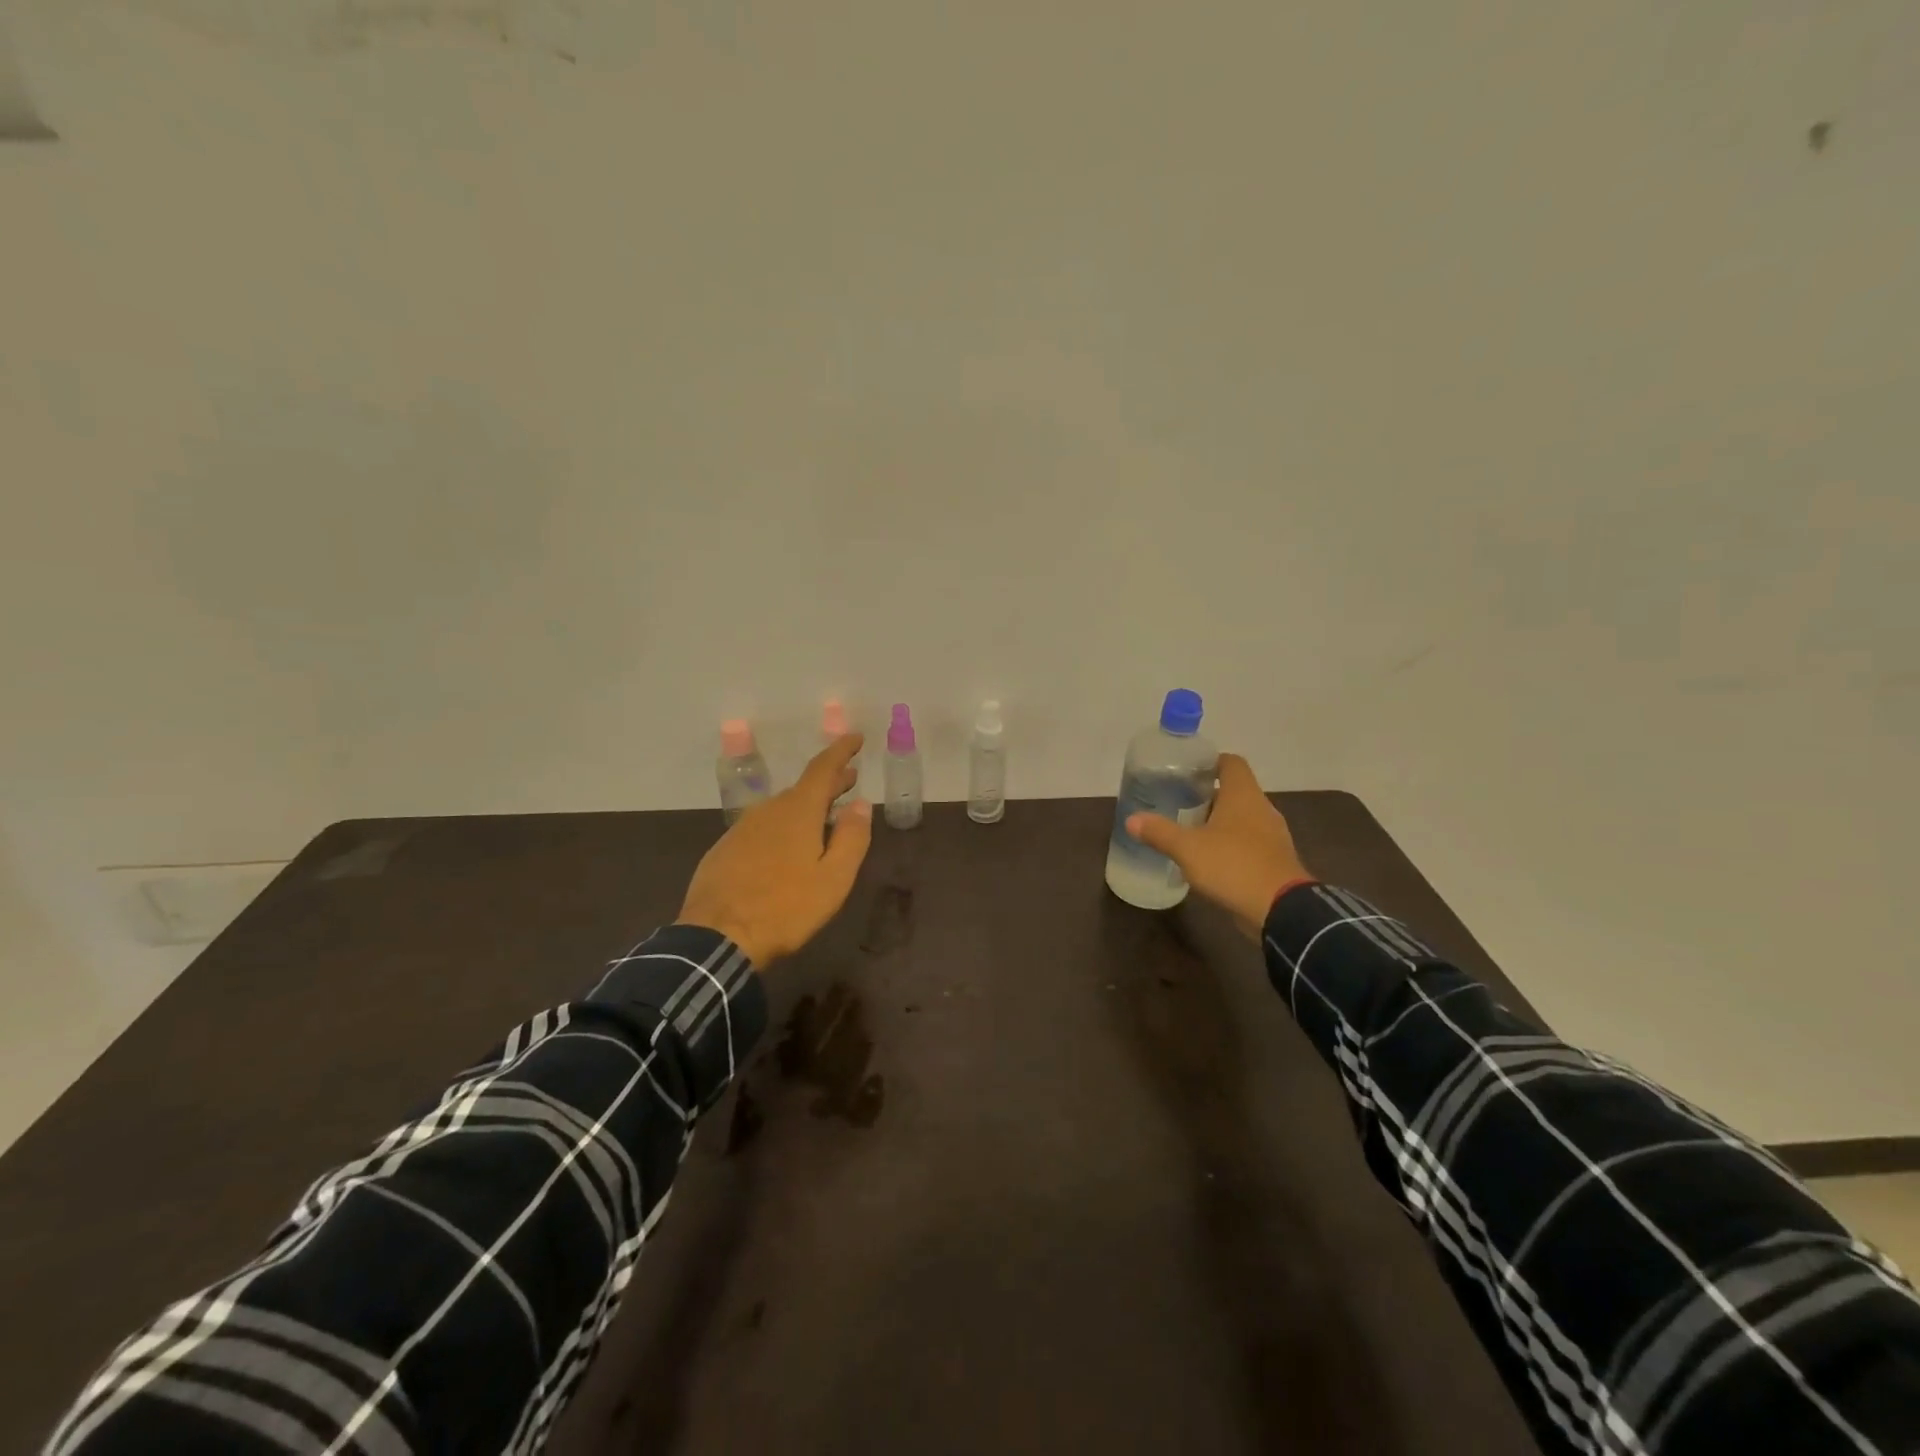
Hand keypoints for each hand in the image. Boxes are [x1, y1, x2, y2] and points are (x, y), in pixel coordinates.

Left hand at [677, 734, 872, 966]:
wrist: (717, 938)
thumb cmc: (786, 908)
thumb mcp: (834, 878)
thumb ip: (852, 837)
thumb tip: (861, 804)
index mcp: (798, 811)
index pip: (823, 768)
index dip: (841, 750)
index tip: (855, 737)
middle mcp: (768, 810)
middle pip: (803, 789)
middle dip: (829, 783)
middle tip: (849, 780)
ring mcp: (742, 829)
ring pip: (780, 809)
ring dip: (805, 807)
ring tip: (822, 816)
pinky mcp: (724, 849)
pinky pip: (761, 828)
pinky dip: (781, 827)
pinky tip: (785, 848)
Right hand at [1126, 753, 1310, 938]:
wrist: (1282, 910)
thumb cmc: (1233, 866)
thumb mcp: (1187, 848)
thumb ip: (1159, 832)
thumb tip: (1131, 819)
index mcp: (1243, 796)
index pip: (1231, 763)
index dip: (1209, 762)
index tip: (1186, 771)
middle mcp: (1262, 809)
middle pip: (1234, 791)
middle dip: (1207, 796)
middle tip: (1178, 803)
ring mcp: (1272, 836)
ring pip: (1242, 818)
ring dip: (1219, 822)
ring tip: (1189, 832)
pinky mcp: (1275, 860)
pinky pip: (1249, 843)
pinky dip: (1230, 845)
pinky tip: (1209, 859)